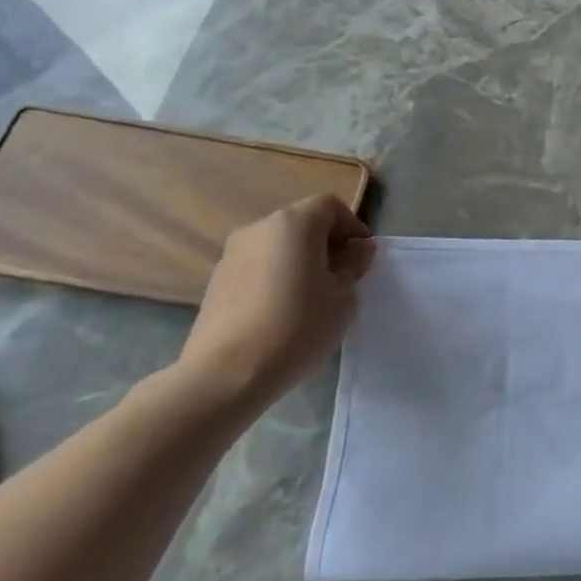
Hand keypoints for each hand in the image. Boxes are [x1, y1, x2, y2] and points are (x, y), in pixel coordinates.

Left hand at [176, 194, 375, 406]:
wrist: (225, 375)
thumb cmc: (297, 327)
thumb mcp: (343, 296)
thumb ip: (354, 264)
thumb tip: (357, 248)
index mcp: (293, 224)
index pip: (329, 206)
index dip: (352, 225)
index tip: (364, 256)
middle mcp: (258, 229)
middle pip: (301, 222)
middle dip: (327, 242)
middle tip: (344, 276)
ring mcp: (231, 255)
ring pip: (278, 246)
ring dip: (300, 260)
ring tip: (314, 296)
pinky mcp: (216, 282)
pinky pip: (258, 267)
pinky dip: (277, 276)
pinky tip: (284, 310)